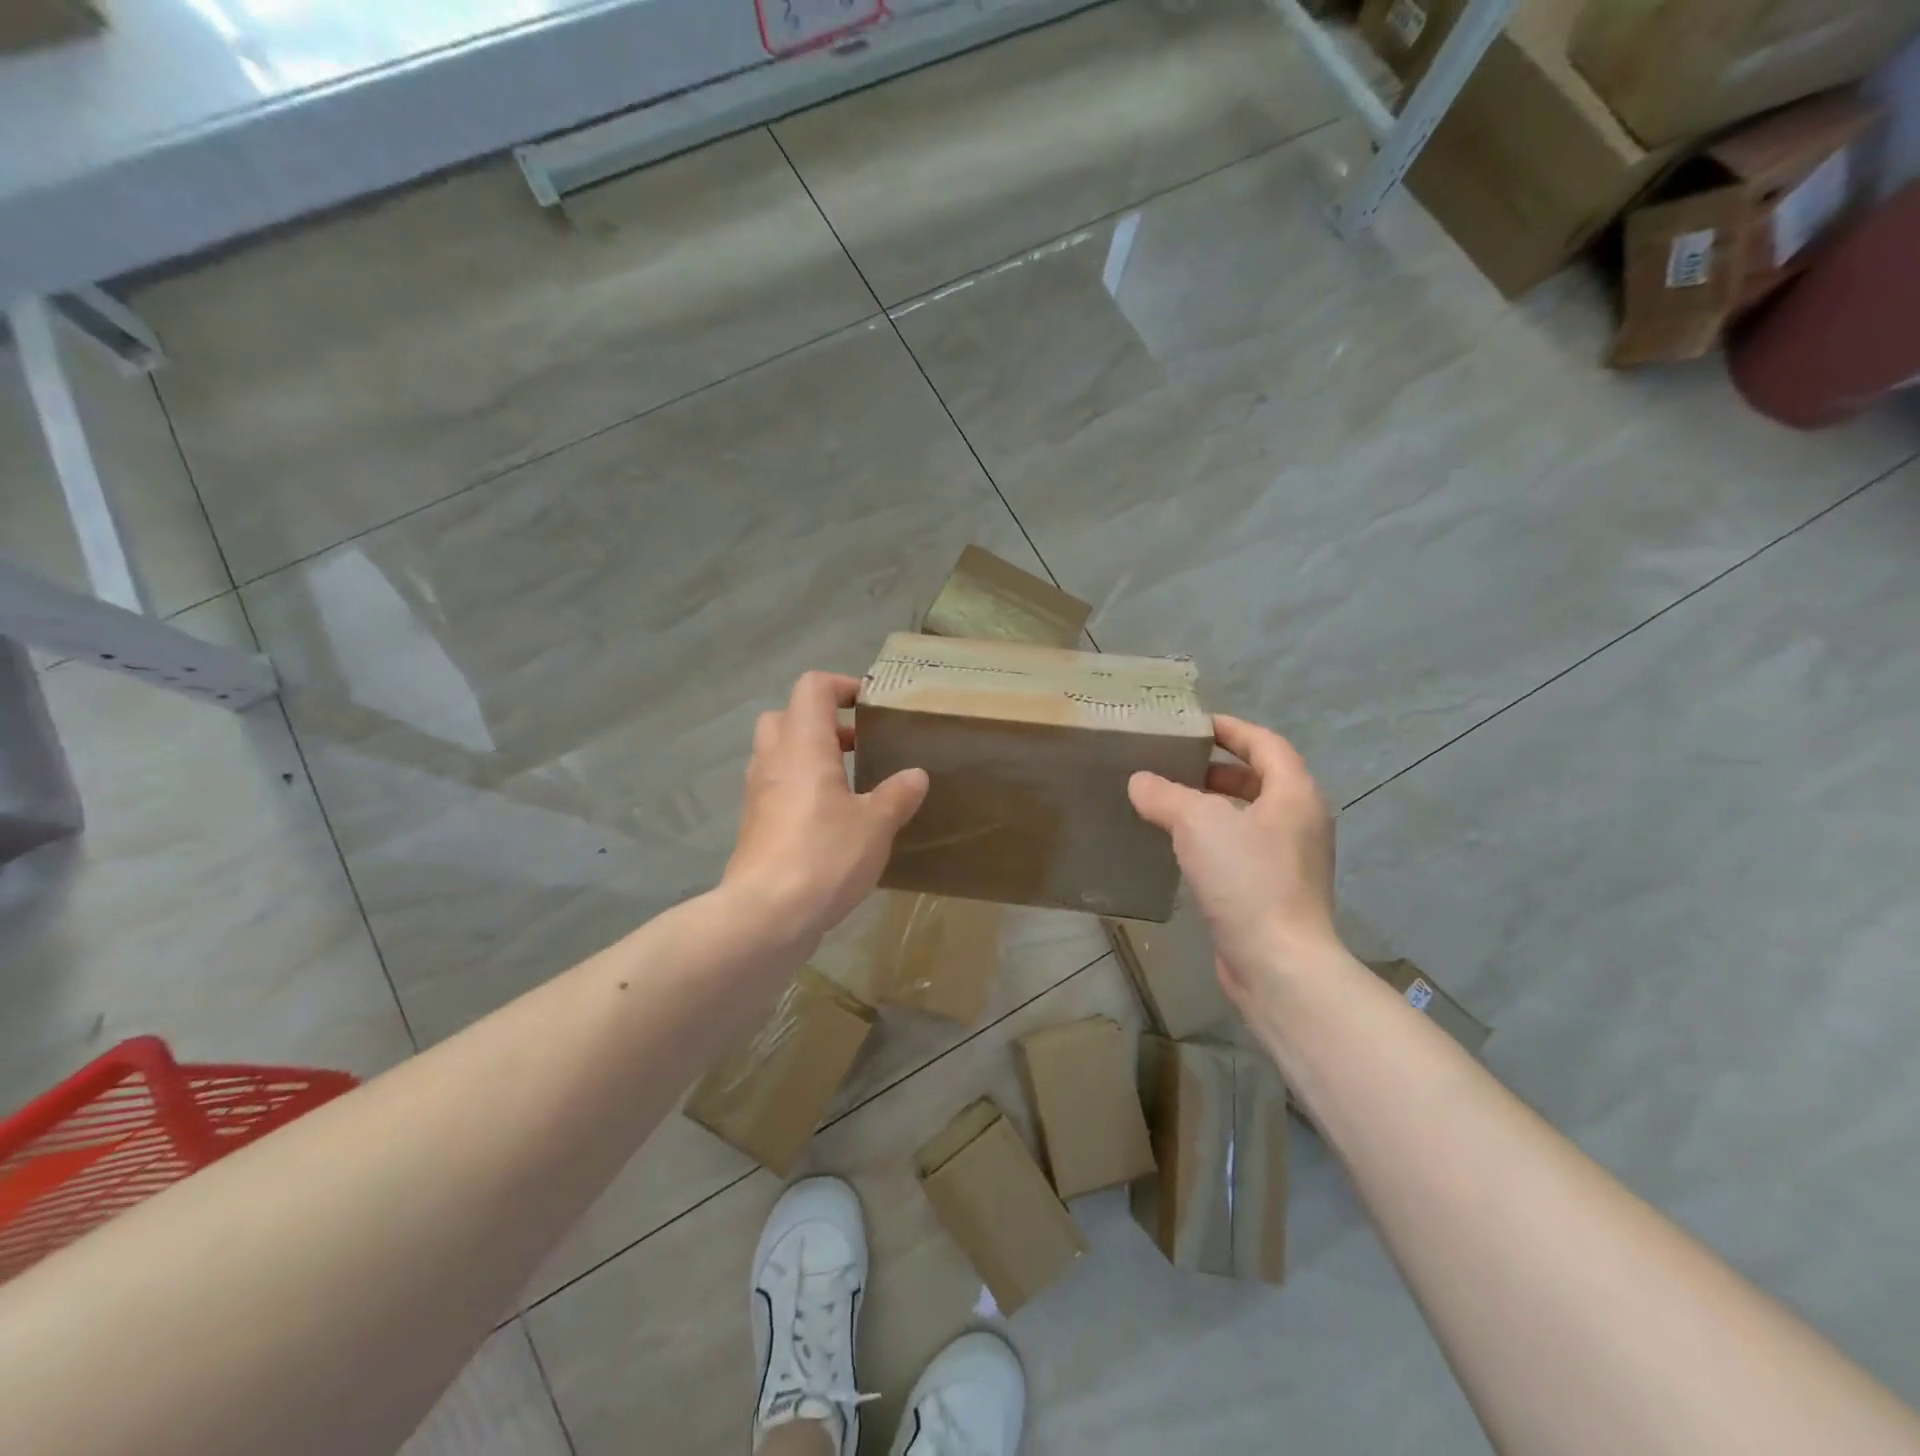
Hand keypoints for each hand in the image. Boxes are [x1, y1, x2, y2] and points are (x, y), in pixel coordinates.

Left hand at [723, 671, 928, 946]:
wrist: (766, 915)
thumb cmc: (825, 855)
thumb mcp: (875, 825)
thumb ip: (897, 795)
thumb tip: (915, 776)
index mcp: (803, 744)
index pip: (812, 687)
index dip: (842, 686)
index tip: (871, 706)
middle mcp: (774, 760)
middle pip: (787, 716)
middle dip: (821, 722)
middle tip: (857, 743)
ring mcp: (758, 793)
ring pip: (778, 753)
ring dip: (810, 756)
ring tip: (850, 781)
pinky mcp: (755, 825)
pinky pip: (776, 788)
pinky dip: (800, 788)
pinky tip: (831, 818)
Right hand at [1128, 716, 1341, 1015]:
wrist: (1277, 963)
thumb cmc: (1246, 879)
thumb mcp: (1198, 823)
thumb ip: (1165, 795)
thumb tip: (1140, 782)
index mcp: (1294, 794)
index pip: (1265, 744)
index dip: (1231, 729)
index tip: (1195, 724)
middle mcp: (1300, 822)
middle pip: (1260, 779)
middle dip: (1219, 769)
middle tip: (1176, 764)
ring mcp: (1291, 860)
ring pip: (1250, 817)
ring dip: (1214, 805)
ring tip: (1170, 803)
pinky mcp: (1275, 892)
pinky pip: (1243, 850)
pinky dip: (1215, 839)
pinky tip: (1181, 849)